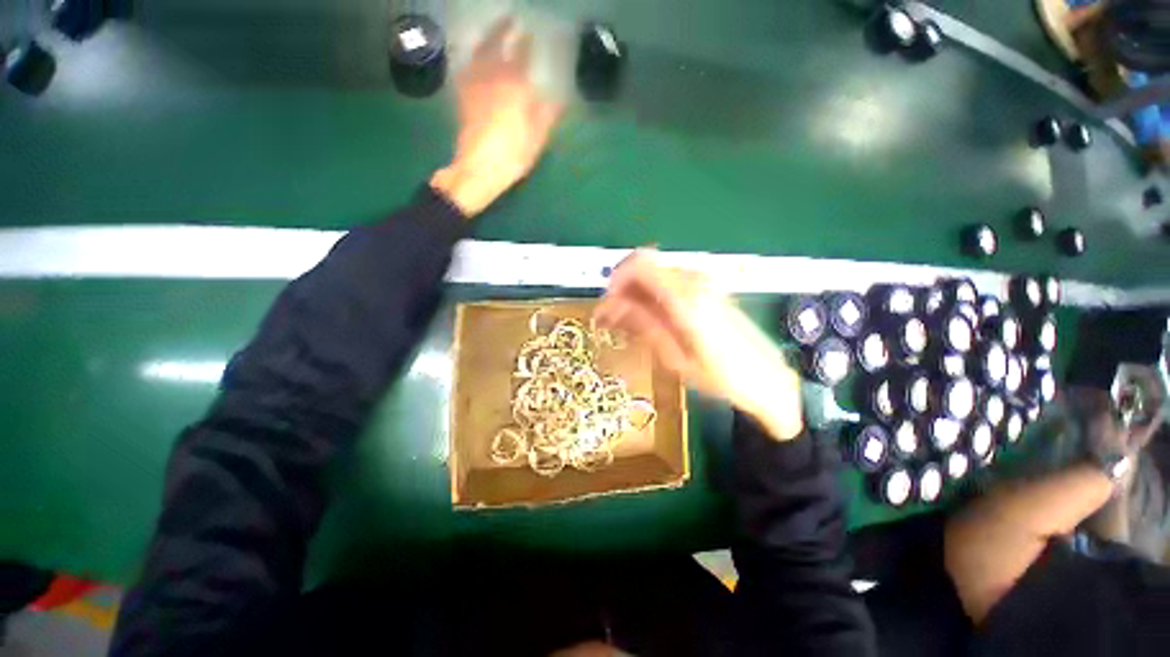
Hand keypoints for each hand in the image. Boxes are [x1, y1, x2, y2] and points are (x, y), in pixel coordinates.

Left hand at [430, 18, 562, 217]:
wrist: (479, 167)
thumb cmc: (513, 153)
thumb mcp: (537, 137)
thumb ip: (547, 115)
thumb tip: (559, 101)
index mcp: (515, 84)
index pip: (521, 55)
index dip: (526, 43)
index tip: (530, 34)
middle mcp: (492, 76)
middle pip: (495, 44)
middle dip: (503, 30)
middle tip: (510, 20)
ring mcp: (474, 85)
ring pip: (478, 52)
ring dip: (486, 39)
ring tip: (491, 35)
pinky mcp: (463, 98)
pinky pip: (466, 69)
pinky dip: (472, 59)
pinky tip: (474, 62)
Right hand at [593, 251, 803, 440]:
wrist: (767, 379)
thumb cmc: (722, 376)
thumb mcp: (675, 357)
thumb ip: (643, 324)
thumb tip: (611, 306)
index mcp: (685, 297)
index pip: (639, 264)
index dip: (615, 280)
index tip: (607, 305)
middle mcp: (694, 281)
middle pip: (644, 266)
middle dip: (622, 289)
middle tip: (612, 318)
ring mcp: (702, 283)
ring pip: (655, 275)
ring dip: (635, 295)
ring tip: (627, 325)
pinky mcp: (707, 290)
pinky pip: (669, 284)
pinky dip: (651, 297)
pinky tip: (649, 321)